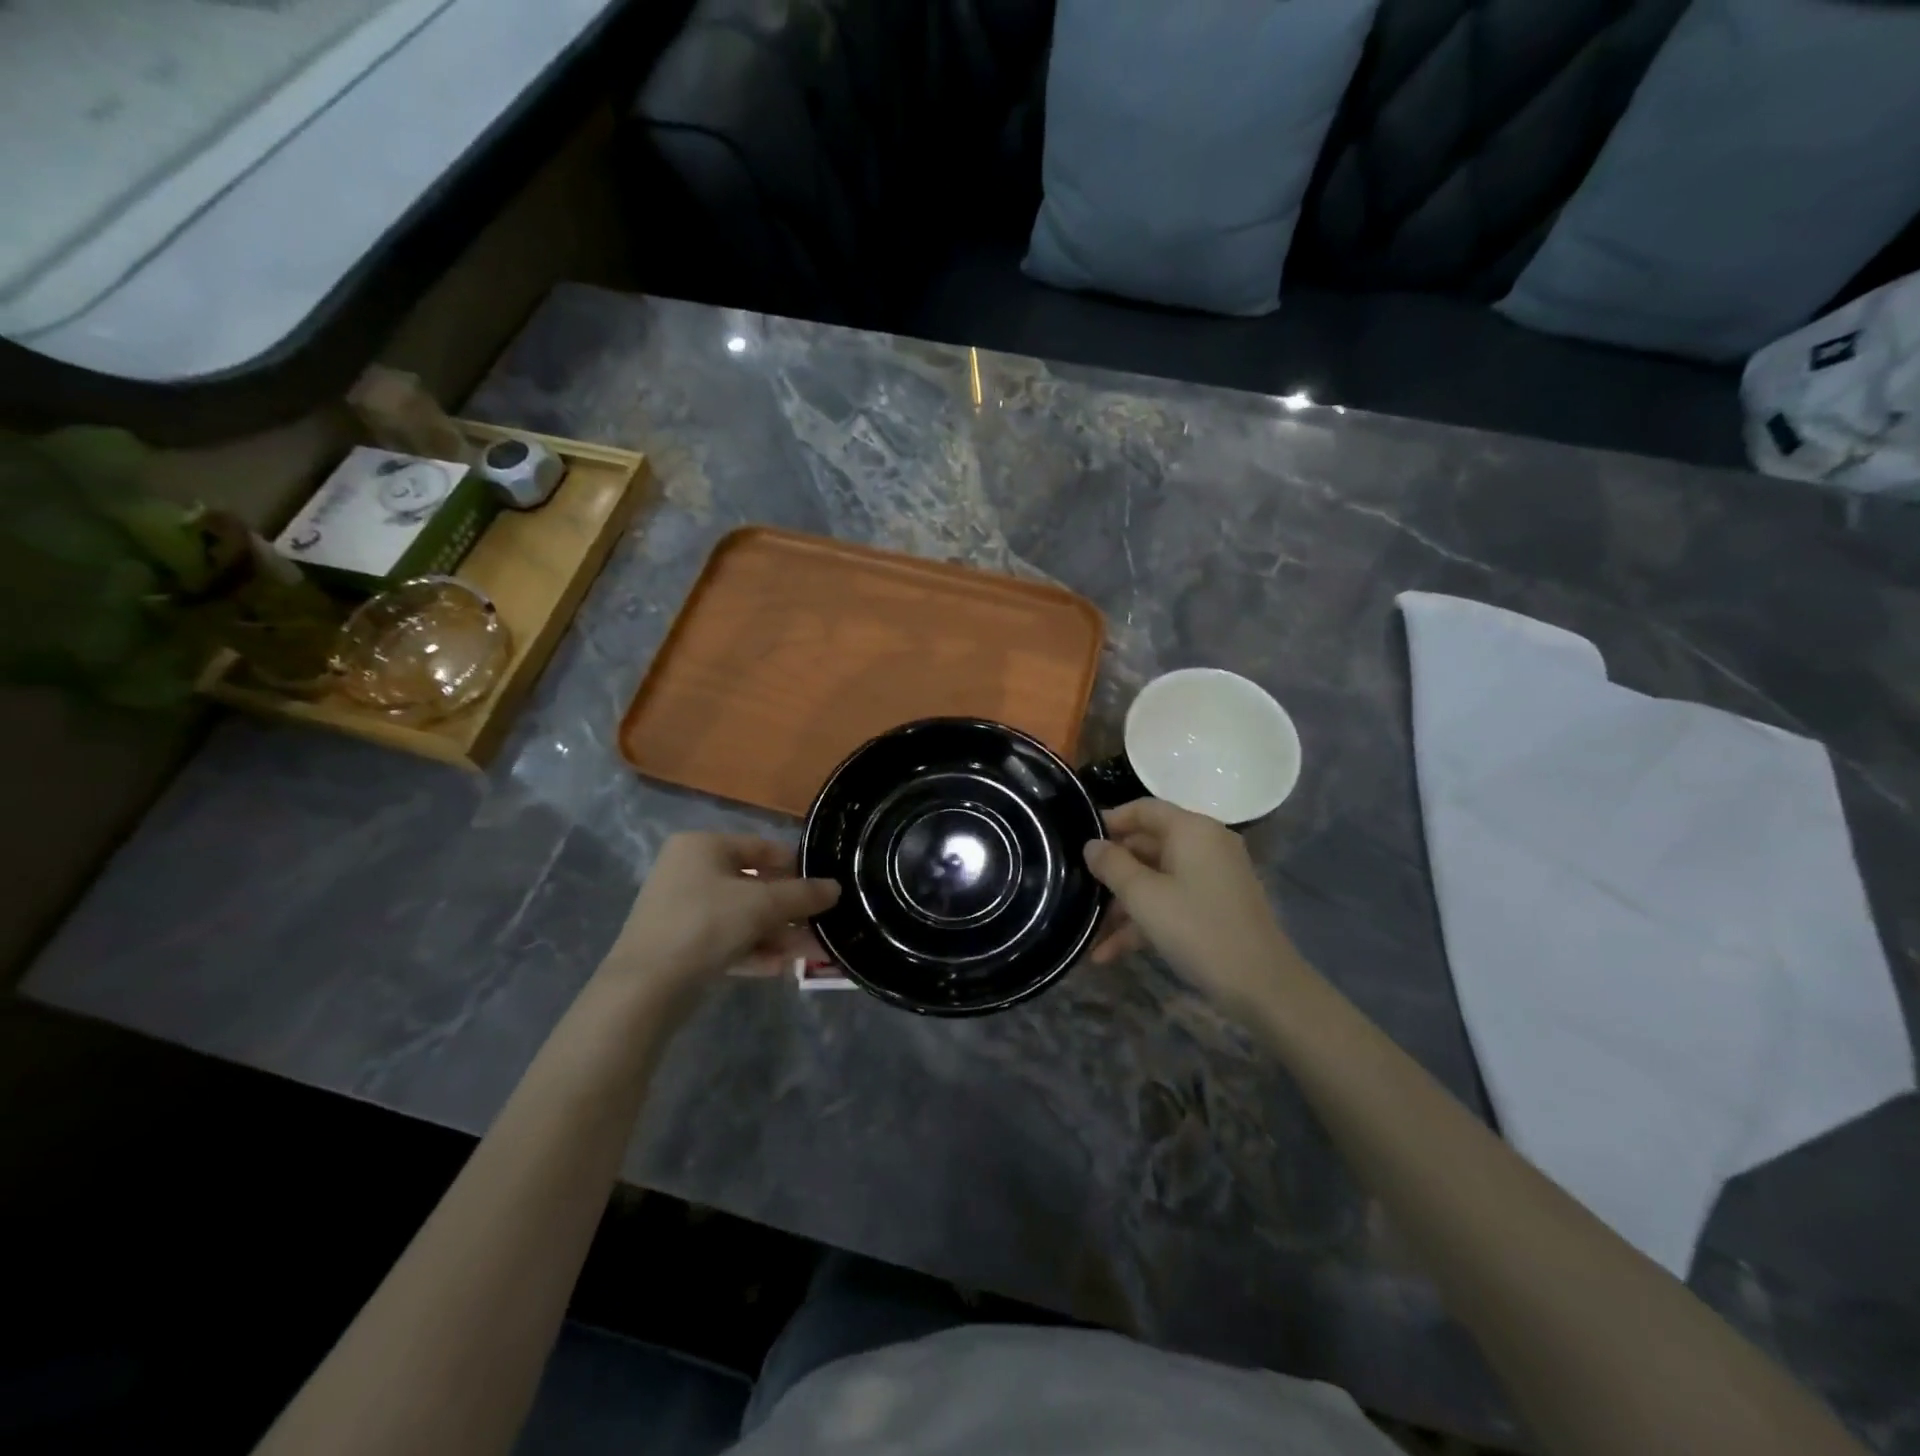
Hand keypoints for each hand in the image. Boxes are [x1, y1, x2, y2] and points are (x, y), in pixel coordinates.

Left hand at [600, 834, 839, 1009]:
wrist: (645, 987)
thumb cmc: (706, 924)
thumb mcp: (763, 905)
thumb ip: (803, 894)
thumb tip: (836, 888)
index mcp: (703, 847)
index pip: (761, 848)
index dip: (796, 867)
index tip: (825, 887)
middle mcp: (689, 871)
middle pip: (754, 886)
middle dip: (790, 910)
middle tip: (822, 926)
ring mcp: (682, 910)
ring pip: (742, 917)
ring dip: (778, 934)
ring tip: (813, 953)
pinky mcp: (680, 946)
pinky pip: (726, 940)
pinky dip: (754, 950)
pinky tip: (782, 967)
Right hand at [1084, 799, 1302, 1017]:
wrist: (1263, 986)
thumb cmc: (1198, 929)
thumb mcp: (1144, 897)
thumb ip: (1112, 865)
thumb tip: (1092, 845)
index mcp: (1192, 830)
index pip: (1143, 809)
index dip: (1109, 821)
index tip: (1077, 841)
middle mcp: (1205, 845)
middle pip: (1147, 846)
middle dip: (1111, 872)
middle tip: (1077, 889)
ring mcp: (1212, 878)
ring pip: (1155, 880)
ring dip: (1122, 906)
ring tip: (1088, 933)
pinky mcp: (1214, 907)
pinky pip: (1171, 902)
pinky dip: (1143, 921)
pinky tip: (1108, 954)